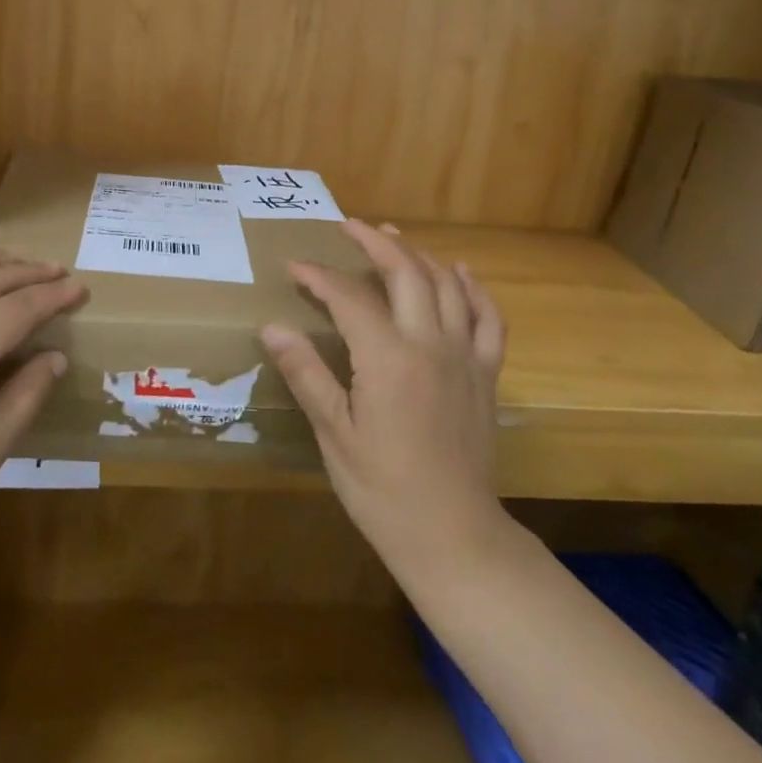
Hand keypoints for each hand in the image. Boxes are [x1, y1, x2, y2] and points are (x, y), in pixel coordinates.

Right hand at [261, 219, 509, 596]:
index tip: (294, 267)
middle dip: (375, 242)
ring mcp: (465, 357)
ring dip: (418, 254)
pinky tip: (460, 273)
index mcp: (388, 358)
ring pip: (446, 285)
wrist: (454, 535)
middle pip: (406, 272)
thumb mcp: (334, 433)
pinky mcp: (486, 375)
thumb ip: (307, 373)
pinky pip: (488, 319)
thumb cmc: (383, 489)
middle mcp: (430, 344)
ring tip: (393, 236)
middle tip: (349, 227)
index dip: (319, 277)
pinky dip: (474, 289)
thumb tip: (272, 326)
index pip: (348, 297)